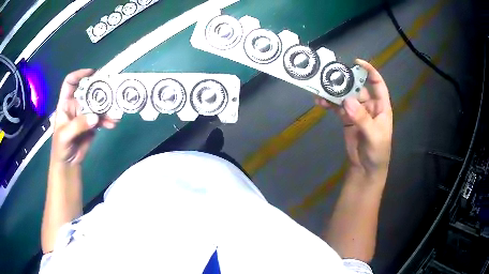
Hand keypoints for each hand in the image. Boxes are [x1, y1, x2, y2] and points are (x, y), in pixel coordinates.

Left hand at [51, 69, 117, 164]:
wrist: (68, 164)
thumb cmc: (60, 148)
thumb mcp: (65, 136)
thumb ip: (78, 125)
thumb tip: (95, 117)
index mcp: (66, 103)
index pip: (70, 83)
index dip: (79, 75)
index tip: (92, 73)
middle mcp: (76, 105)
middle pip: (88, 92)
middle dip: (100, 91)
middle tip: (112, 92)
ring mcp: (85, 114)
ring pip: (97, 105)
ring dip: (107, 108)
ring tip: (115, 114)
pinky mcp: (92, 124)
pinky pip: (101, 118)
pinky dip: (108, 120)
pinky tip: (113, 124)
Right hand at [315, 59, 392, 175]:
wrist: (366, 169)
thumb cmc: (377, 153)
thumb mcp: (374, 136)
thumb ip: (362, 119)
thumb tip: (347, 101)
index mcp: (381, 107)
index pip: (377, 84)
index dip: (369, 72)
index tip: (356, 63)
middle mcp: (370, 106)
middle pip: (358, 88)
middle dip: (345, 82)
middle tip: (330, 76)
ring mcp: (357, 112)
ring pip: (345, 97)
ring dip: (334, 93)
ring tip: (320, 90)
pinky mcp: (347, 119)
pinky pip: (338, 108)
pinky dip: (330, 104)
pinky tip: (321, 102)